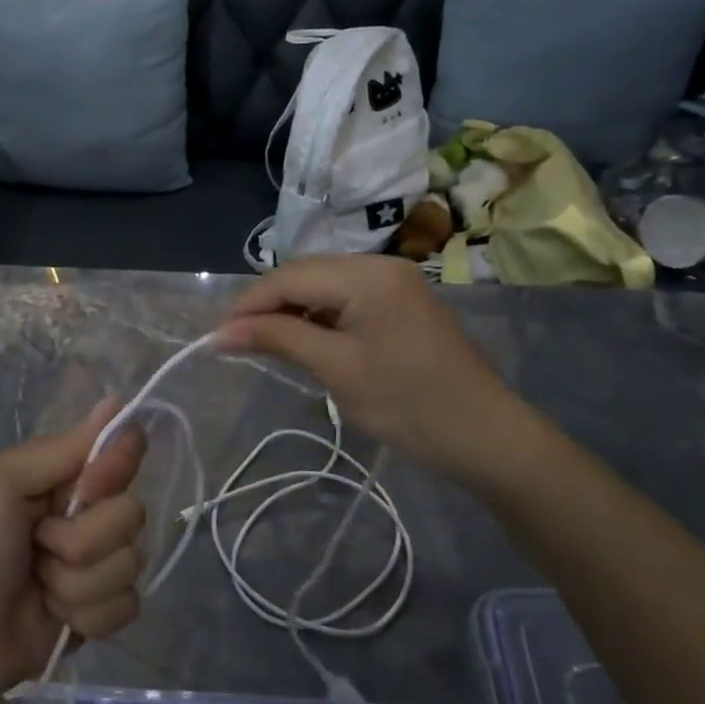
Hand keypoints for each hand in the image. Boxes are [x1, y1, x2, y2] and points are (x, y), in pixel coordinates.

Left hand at [0, 399, 147, 699]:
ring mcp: (98, 563)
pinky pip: (127, 604)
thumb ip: (63, 448)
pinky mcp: (102, 610)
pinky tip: (53, 615)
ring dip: (76, 581)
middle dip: (81, 538)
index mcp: (67, 473)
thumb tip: (117, 401)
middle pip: (131, 513)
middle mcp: (89, 512)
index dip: (115, 469)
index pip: (125, 449)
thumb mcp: (2, 481)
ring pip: (130, 562)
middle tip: (37, 543)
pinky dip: (86, 614)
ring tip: (38, 583)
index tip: (83, 489)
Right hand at [214, 254, 537, 485]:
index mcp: (365, 274)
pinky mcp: (400, 302)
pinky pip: (345, 298)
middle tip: (235, 342)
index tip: (215, 337)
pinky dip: (318, 316)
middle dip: (266, 305)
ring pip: (322, 285)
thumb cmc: (408, 404)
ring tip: (263, 343)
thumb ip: (277, 338)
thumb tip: (220, 332)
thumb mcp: (336, 369)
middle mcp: (379, 265)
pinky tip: (303, 339)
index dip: (248, 305)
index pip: (288, 277)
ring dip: (290, 310)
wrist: (488, 438)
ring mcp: (393, 281)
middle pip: (304, 274)